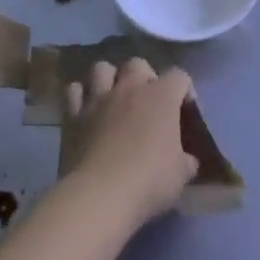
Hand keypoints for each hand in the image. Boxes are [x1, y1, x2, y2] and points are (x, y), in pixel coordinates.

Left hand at [60, 60, 197, 222]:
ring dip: (109, 78)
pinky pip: (74, 91)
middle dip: (145, 77)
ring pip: (102, 68)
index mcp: (161, 98)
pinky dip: (81, 96)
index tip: (184, 111)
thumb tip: (186, 160)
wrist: (100, 194)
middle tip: (148, 102)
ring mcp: (98, 100)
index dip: (184, 90)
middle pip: (138, 64)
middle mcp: (129, 89)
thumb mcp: (180, 175)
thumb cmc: (149, 181)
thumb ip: (185, 161)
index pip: (179, 76)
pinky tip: (86, 110)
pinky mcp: (72, 115)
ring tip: (114, 98)